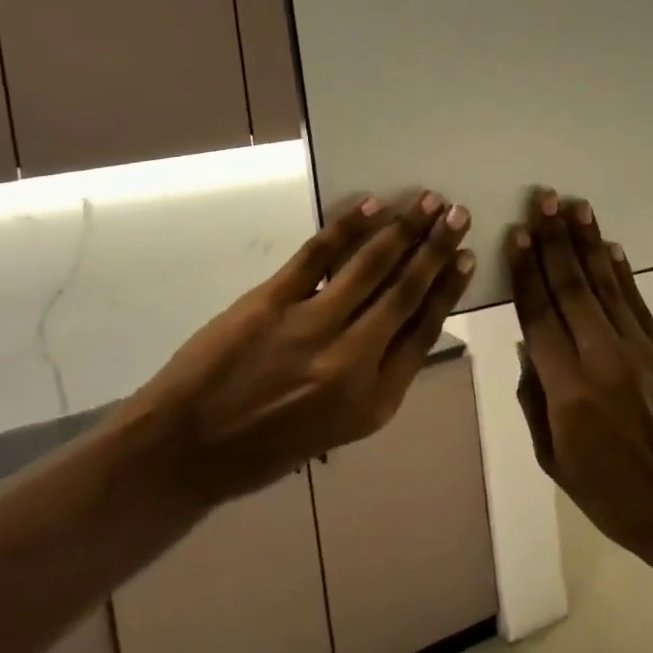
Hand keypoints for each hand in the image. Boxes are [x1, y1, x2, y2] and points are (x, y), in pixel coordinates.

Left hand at [123, 192, 475, 507]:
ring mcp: (311, 327)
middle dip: (436, 248)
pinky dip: (347, 227)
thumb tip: (400, 320)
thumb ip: (374, 376)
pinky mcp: (272, 302)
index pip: (424, 331)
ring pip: (371, 267)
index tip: (467, 256)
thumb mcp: (338, 428)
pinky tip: (371, 206)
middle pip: (406, 292)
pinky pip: (318, 255)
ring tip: (427, 201)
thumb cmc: (264, 448)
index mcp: (374, 400)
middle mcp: (352, 362)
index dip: (449, 289)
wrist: (185, 451)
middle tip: (459, 214)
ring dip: (403, 229)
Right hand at [507, 189, 652, 602]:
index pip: (539, 315)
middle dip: (554, 241)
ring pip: (605, 285)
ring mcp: (638, 351)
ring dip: (588, 243)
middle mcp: (601, 359)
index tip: (517, 235)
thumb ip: (535, 399)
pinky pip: (638, 303)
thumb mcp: (555, 461)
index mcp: (567, 390)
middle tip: (542, 201)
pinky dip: (622, 272)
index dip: (526, 271)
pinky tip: (609, 247)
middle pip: (571, 288)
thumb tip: (528, 346)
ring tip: (574, 206)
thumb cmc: (613, 497)